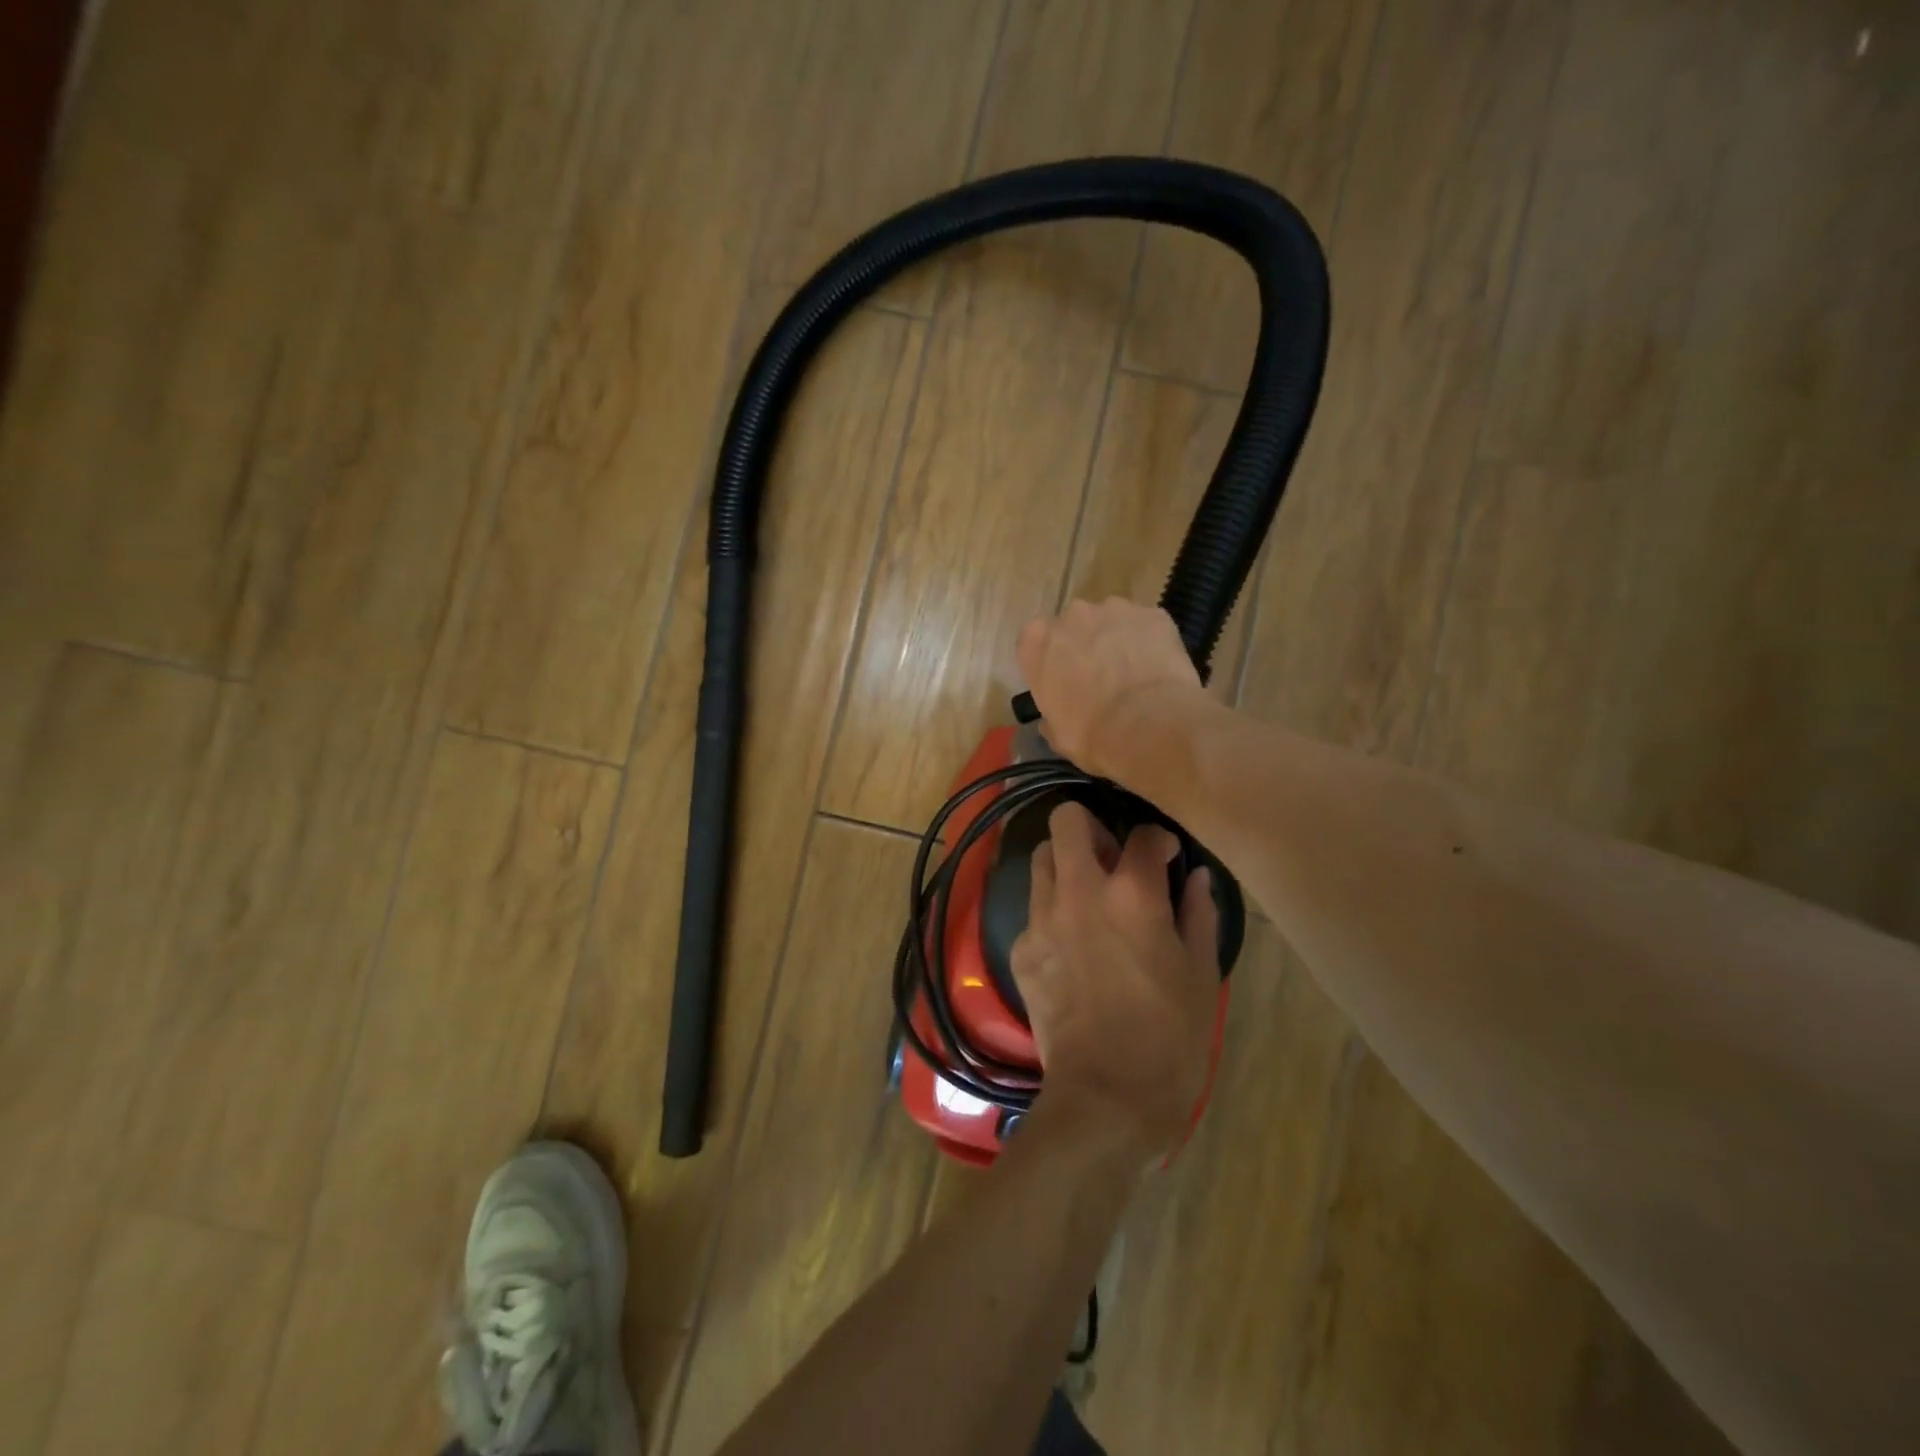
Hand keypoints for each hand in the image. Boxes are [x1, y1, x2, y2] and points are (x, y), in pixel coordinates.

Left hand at [1011, 801, 1220, 1160]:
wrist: (1106, 1097)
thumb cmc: (1170, 1038)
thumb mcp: (1201, 975)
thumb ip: (1198, 914)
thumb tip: (1195, 877)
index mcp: (1132, 894)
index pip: (1143, 835)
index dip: (1159, 840)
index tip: (1166, 857)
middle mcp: (1079, 892)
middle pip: (1067, 820)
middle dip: (1091, 827)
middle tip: (1113, 859)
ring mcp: (1041, 919)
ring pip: (1042, 858)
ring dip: (1066, 863)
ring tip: (1088, 894)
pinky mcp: (1020, 949)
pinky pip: (1033, 909)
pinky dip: (1052, 910)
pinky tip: (1071, 944)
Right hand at [1016, 599, 1207, 780]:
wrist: (1149, 726)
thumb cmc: (1092, 734)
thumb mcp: (1058, 734)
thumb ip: (1053, 715)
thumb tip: (1055, 719)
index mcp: (1037, 642)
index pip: (1036, 642)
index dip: (1053, 662)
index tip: (1064, 682)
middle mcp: (1072, 616)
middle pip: (1075, 626)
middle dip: (1086, 646)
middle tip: (1101, 678)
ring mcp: (1115, 609)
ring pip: (1113, 621)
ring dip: (1118, 641)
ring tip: (1134, 674)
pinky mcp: (1153, 614)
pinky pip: (1147, 626)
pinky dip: (1151, 642)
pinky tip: (1159, 670)